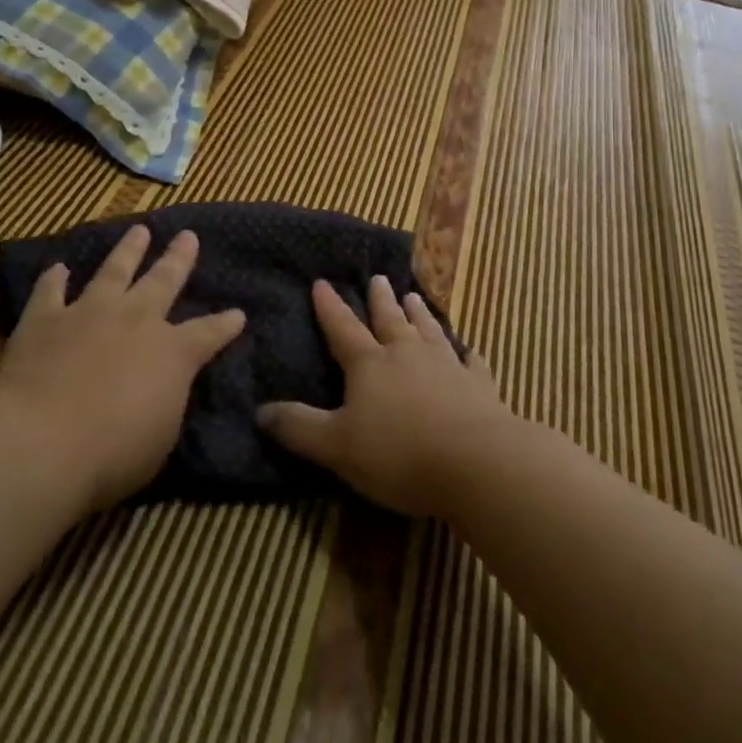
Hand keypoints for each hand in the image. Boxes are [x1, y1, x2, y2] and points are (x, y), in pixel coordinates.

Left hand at [0, 225, 244, 510]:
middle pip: (163, 280)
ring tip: (138, 230)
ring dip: (127, 250)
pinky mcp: (45, 320)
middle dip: (178, 258)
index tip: (238, 313)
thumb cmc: (113, 453)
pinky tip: (58, 268)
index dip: (225, 324)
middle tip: (187, 236)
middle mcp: (135, 320)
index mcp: (172, 352)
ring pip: (113, 271)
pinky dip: (54, 279)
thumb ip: (166, 400)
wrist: (43, 441)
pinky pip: (50, 292)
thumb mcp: (161, 436)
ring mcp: (88, 313)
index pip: (208, 333)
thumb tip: (164, 386)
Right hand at [256, 276, 506, 517]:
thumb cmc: (399, 453)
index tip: (322, 282)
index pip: (343, 328)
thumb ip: (299, 428)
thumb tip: (261, 411)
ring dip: (420, 314)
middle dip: (380, 300)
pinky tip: (470, 350)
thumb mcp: (336, 446)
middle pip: (390, 320)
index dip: (330, 307)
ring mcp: (447, 367)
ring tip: (413, 296)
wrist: (477, 464)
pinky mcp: (480, 387)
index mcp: (370, 364)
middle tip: (378, 278)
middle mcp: (407, 355)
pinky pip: (473, 363)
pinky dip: (469, 354)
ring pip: (429, 332)